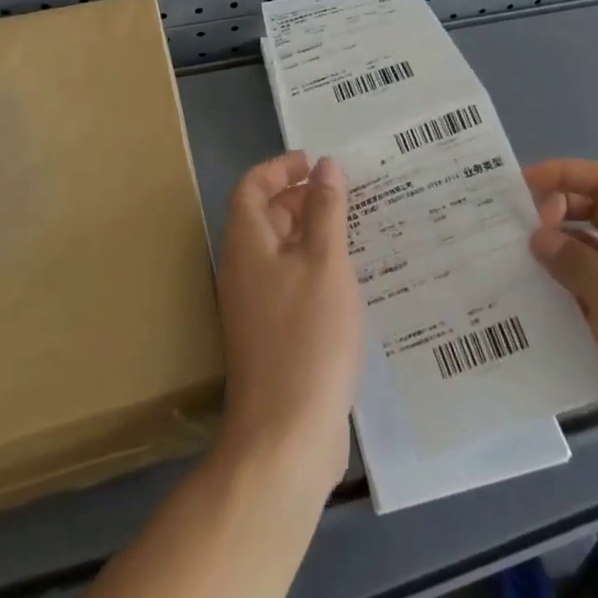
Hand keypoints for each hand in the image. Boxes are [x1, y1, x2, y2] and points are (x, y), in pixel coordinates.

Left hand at [215, 152, 363, 488]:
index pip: (252, 187)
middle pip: (264, 216)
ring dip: (310, 233)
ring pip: (280, 251)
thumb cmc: (307, 337)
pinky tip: (349, 279)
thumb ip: (326, 210)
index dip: (280, 167)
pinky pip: (289, 282)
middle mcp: (243, 269)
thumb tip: (324, 166)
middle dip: (299, 197)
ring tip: (355, 229)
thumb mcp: (325, 263)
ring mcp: (255, 305)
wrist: (285, 435)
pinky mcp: (271, 334)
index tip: (316, 162)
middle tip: (344, 193)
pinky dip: (314, 267)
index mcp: (247, 244)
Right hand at [526, 159, 597, 502]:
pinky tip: (529, 310)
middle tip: (507, 232)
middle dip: (552, 216)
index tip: (518, 186)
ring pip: (587, 260)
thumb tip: (538, 236)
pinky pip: (588, 300)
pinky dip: (561, 298)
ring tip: (506, 268)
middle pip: (593, 216)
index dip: (563, 174)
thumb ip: (577, 262)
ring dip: (552, 260)